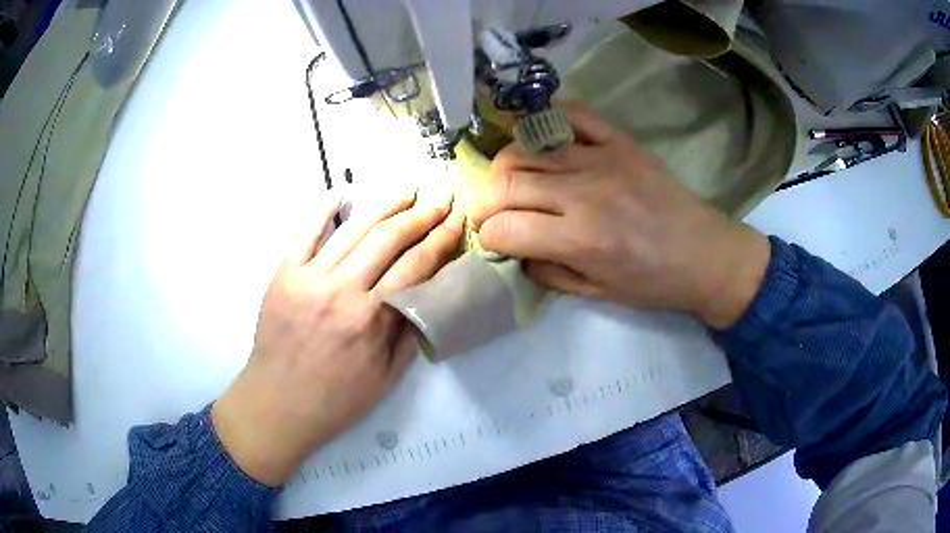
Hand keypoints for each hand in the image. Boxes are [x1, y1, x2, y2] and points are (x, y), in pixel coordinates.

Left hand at [212, 189, 462, 485]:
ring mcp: (307, 277)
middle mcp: (341, 290)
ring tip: (405, 191)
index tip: (457, 221)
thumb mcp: (386, 376)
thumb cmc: (336, 399)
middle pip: (388, 238)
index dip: (441, 239)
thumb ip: (409, 332)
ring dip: (383, 205)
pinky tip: (341, 193)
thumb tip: (428, 293)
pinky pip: (303, 232)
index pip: (415, 266)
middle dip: (420, 215)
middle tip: (439, 200)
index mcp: (370, 319)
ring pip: (352, 229)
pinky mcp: (283, 275)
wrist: (278, 404)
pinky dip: (322, 209)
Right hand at [464, 104, 769, 328]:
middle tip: (490, 211)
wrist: (705, 254)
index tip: (494, 240)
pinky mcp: (619, 141)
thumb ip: (547, 271)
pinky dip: (547, 122)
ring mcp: (601, 159)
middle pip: (505, 182)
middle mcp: (583, 193)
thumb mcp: (596, 293)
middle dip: (483, 200)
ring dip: (505, 165)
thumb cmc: (653, 282)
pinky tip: (541, 140)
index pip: (503, 228)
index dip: (487, 236)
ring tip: (511, 180)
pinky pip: (571, 115)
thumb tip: (515, 248)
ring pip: (526, 147)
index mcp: (579, 239)